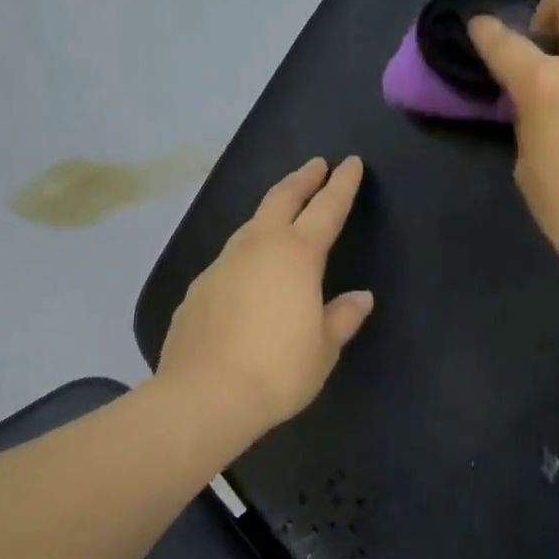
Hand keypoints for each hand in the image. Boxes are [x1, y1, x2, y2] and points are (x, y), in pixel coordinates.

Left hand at [157, 156, 374, 441]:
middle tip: (316, 165)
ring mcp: (222, 264)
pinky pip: (230, 258)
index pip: (326, 209)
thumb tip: (361, 297)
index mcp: (296, 255)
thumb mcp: (323, 348)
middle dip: (302, 179)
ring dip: (271, 211)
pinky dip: (247, 251)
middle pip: (281, 199)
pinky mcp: (198, 287)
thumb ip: (342, 317)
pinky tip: (249, 270)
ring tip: (284, 210)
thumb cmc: (277, 371)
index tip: (350, 162)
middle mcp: (257, 248)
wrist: (203, 396)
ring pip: (251, 224)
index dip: (342, 185)